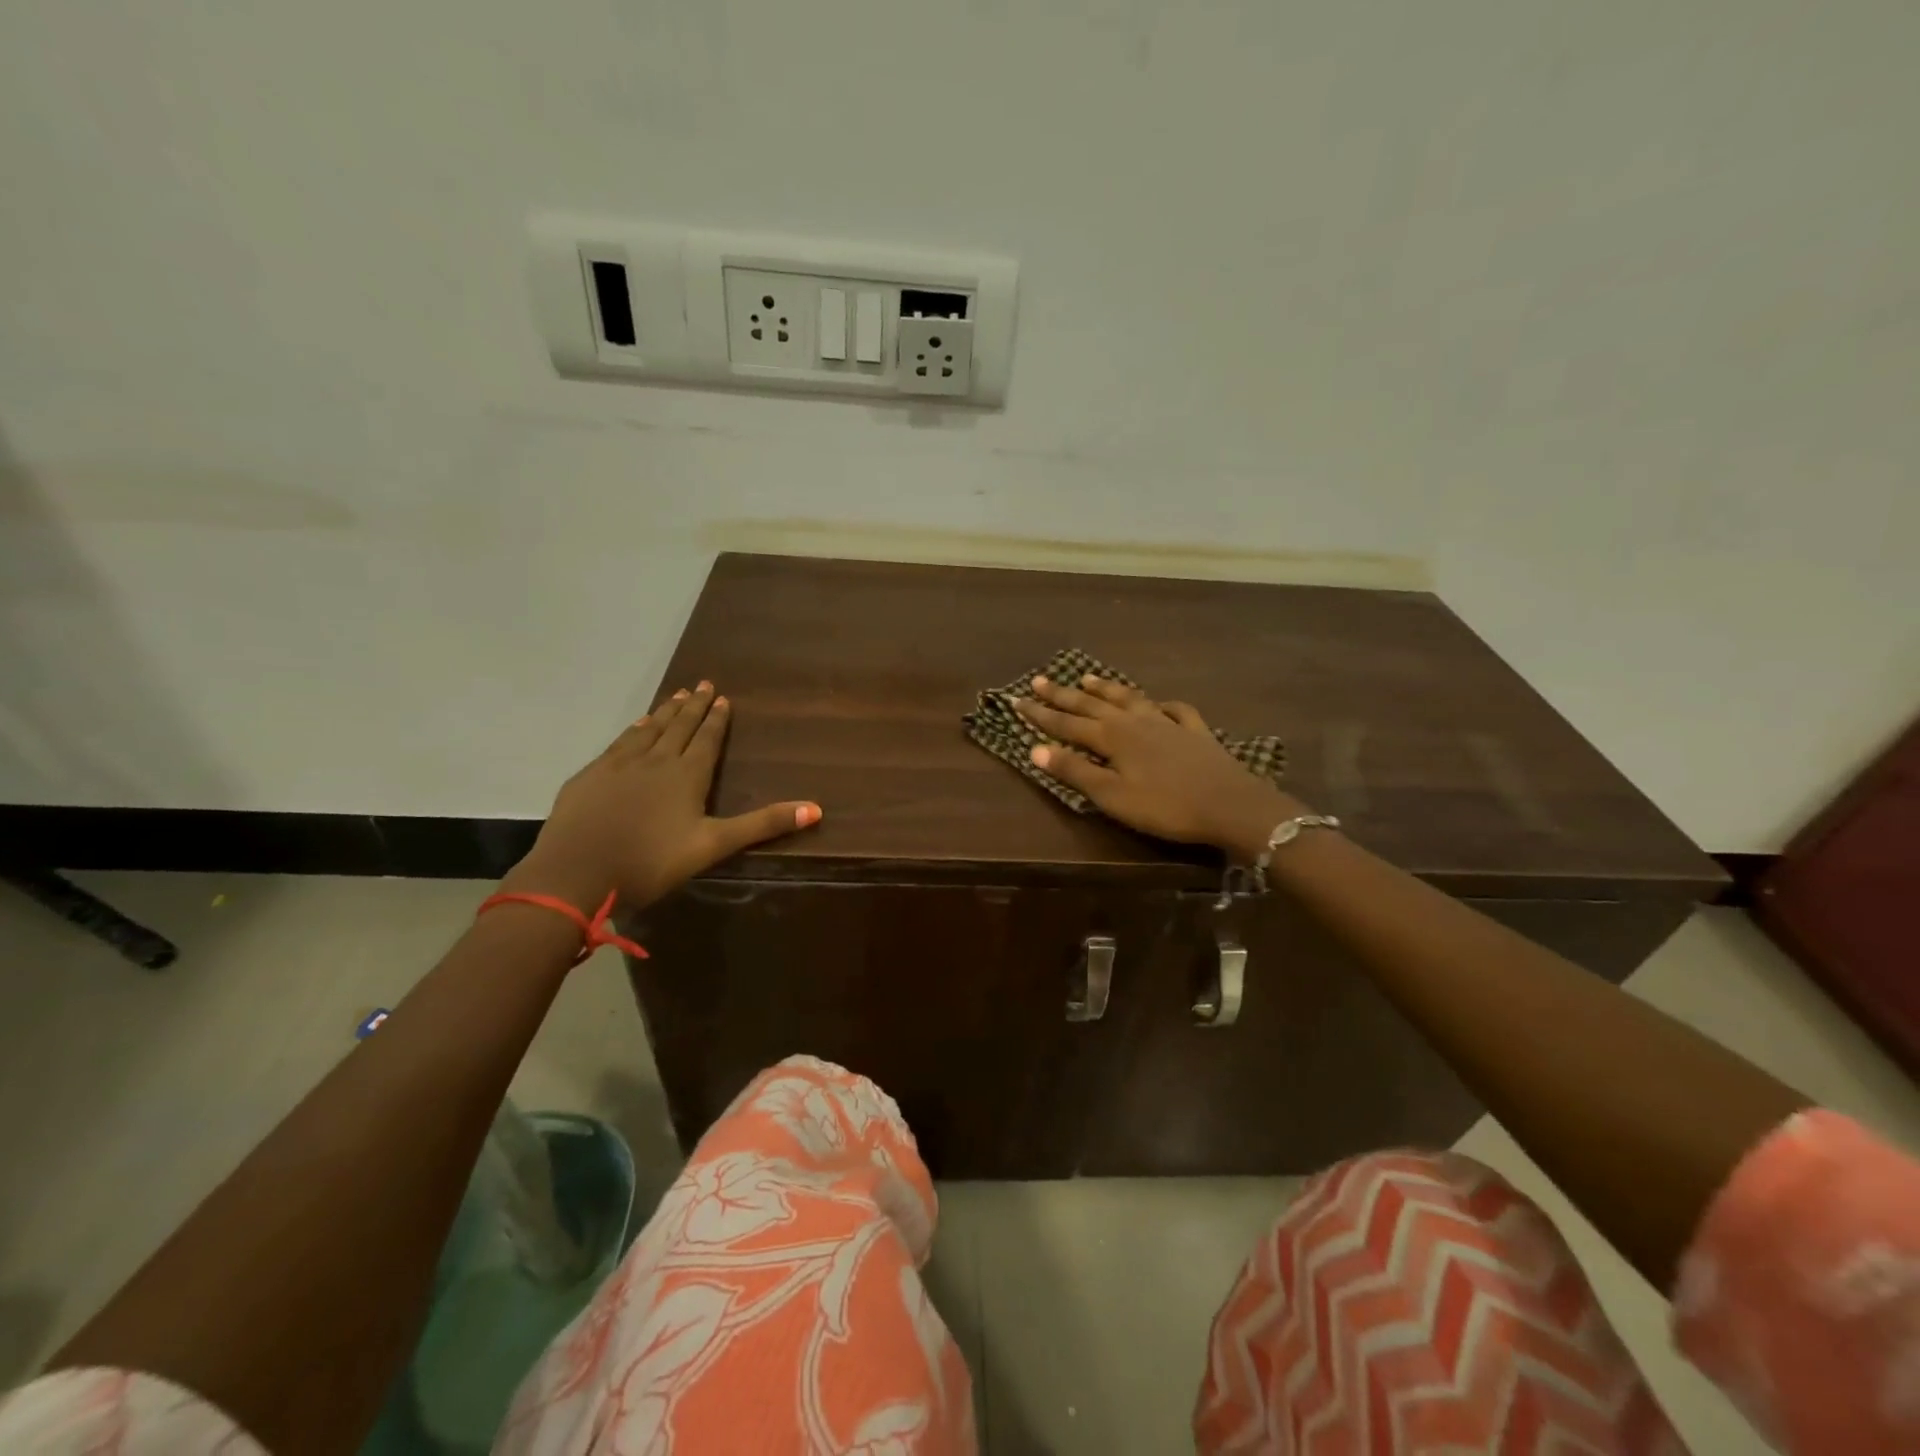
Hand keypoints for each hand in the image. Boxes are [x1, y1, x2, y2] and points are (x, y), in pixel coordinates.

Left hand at [504, 683, 820, 911]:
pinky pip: (619, 742)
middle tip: (703, 683)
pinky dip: (633, 730)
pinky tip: (636, 725)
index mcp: (686, 775)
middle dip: (693, 706)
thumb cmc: (651, 860)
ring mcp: (619, 765)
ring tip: (676, 696)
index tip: (723, 698)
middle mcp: (655, 760)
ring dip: (665, 712)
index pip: (706, 739)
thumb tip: (816, 809)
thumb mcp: (713, 846)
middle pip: (678, 727)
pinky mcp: (591, 776)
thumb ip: (762, 825)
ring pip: (648, 730)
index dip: (716, 720)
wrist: (576, 872)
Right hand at [1016, 675, 1303, 854]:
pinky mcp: (1195, 732)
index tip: (1017, 700)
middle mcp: (1135, 722)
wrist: (1230, 805)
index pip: (1066, 724)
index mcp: (1112, 737)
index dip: (1040, 714)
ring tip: (1088, 678)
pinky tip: (1158, 703)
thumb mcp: (1112, 796)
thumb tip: (1034, 749)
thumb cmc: (1165, 806)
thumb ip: (1074, 771)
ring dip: (1106, 689)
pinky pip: (1174, 710)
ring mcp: (1167, 723)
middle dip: (1064, 694)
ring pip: (1129, 699)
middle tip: (1040, 680)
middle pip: (1093, 705)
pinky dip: (1160, 704)